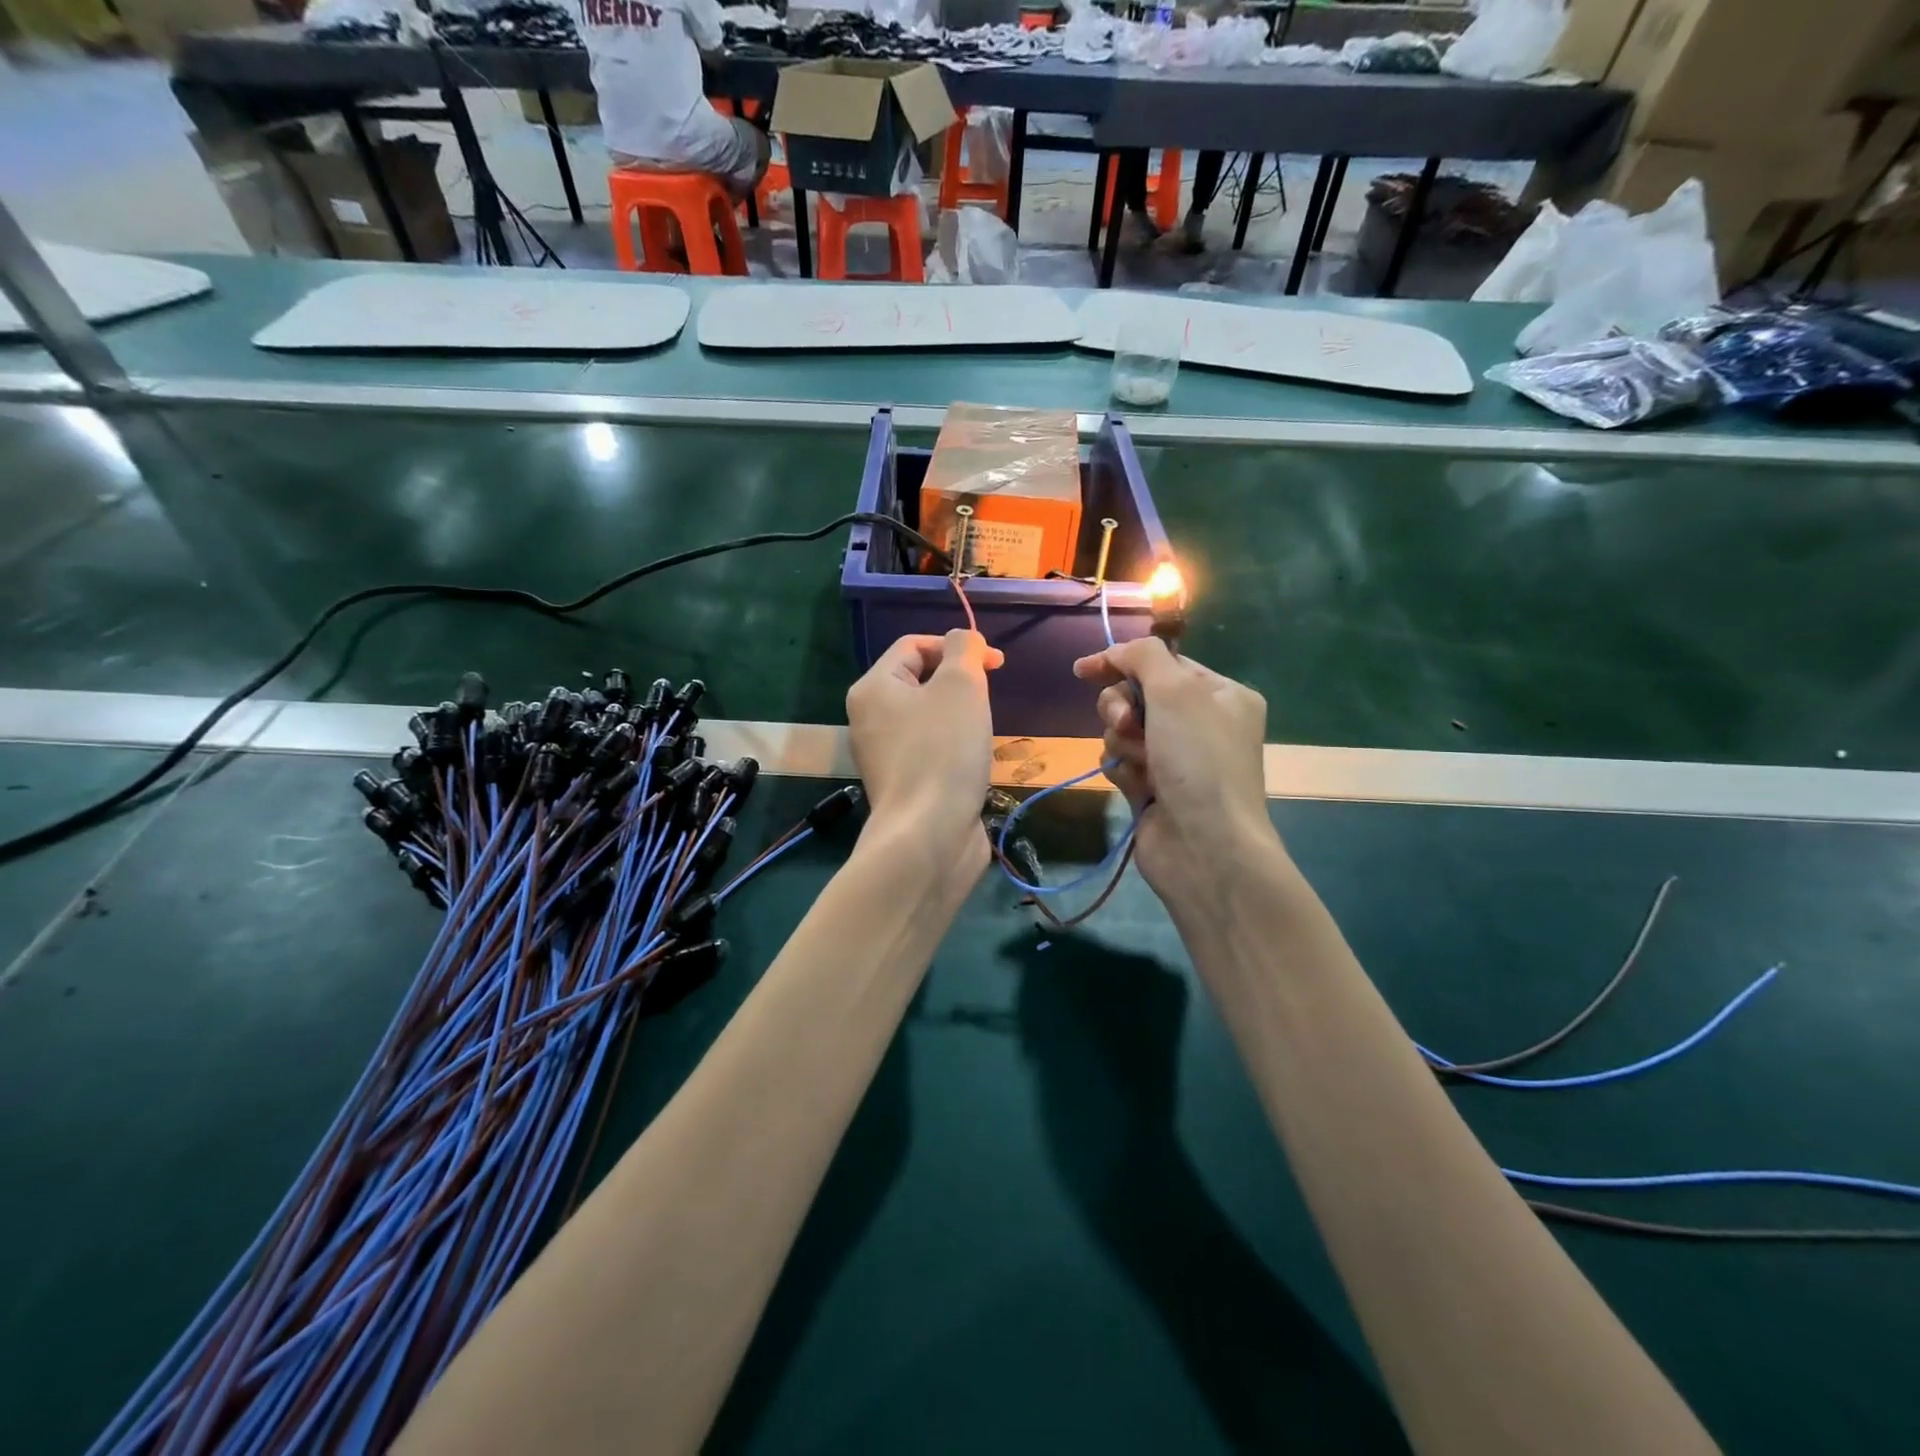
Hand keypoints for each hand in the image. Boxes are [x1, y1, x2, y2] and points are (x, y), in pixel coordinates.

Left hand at [847, 631, 1003, 874]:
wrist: (928, 835)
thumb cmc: (943, 751)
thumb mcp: (960, 685)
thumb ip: (965, 649)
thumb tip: (965, 640)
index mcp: (874, 688)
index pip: (914, 645)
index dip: (957, 646)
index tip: (997, 664)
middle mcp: (870, 719)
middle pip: (920, 681)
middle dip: (960, 683)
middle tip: (987, 700)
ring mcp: (885, 756)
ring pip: (929, 718)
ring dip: (961, 717)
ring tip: (981, 733)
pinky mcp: (904, 785)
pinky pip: (932, 750)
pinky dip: (955, 748)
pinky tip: (973, 763)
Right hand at [1072, 638, 1280, 904]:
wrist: (1204, 845)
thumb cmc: (1198, 759)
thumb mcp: (1177, 690)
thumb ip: (1143, 656)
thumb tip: (1116, 653)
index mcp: (1221, 695)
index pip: (1163, 663)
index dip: (1123, 663)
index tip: (1084, 669)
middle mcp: (1201, 724)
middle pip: (1138, 696)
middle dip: (1122, 707)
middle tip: (1126, 724)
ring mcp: (1177, 759)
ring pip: (1124, 730)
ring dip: (1122, 741)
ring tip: (1139, 762)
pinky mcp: (1154, 789)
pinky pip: (1122, 762)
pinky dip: (1123, 770)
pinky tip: (1136, 786)